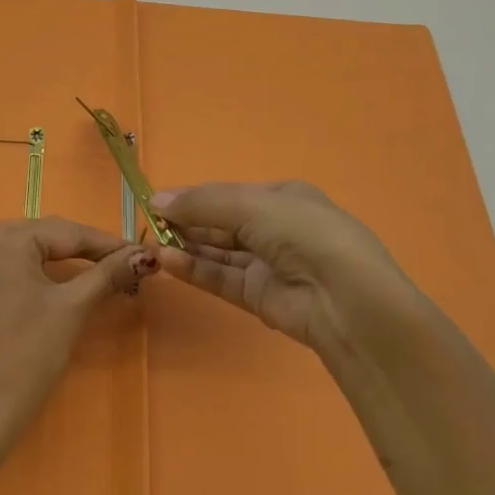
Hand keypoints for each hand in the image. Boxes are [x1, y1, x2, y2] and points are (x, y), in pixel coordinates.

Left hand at [0, 219, 153, 444]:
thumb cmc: (31, 353)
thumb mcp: (73, 307)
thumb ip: (108, 274)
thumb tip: (145, 255)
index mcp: (9, 239)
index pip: (69, 234)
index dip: (107, 244)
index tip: (138, 254)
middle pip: (40, 235)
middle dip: (79, 247)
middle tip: (116, 263)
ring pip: (6, 243)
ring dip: (39, 248)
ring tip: (71, 260)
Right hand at [150, 181, 423, 358]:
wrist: (345, 300)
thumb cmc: (303, 233)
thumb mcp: (252, 205)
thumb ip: (202, 203)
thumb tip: (156, 200)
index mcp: (284, 198)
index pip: (230, 194)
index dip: (195, 197)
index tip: (158, 201)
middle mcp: (277, 228)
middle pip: (222, 223)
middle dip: (188, 221)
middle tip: (149, 223)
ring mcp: (269, 265)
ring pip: (220, 252)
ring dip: (187, 246)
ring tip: (152, 242)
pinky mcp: (261, 298)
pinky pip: (222, 278)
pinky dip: (195, 269)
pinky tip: (167, 260)